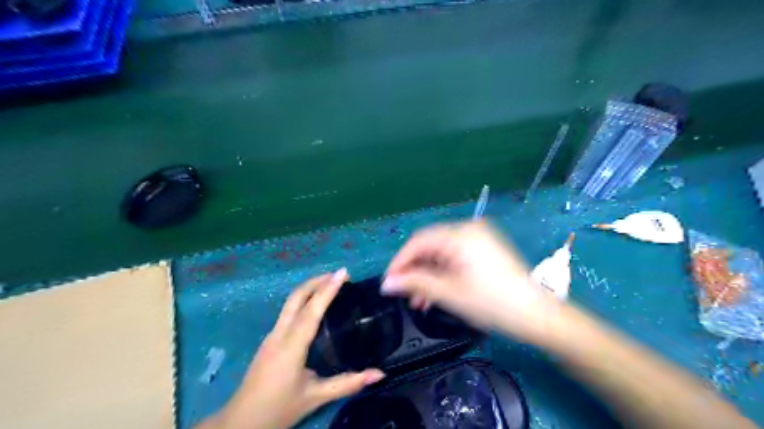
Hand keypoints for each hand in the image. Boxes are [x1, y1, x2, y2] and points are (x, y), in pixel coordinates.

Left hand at [199, 268, 384, 428]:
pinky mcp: (270, 339)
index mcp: (292, 346)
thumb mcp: (316, 397)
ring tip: (331, 284)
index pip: (312, 310)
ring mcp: (272, 335)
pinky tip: (315, 305)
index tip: (343, 273)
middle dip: (317, 281)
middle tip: (340, 275)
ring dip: (310, 288)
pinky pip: (288, 311)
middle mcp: (280, 334)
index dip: (328, 290)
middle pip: (296, 297)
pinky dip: (304, 300)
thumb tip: (380, 374)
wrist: (240, 422)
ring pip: (290, 302)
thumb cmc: (279, 409)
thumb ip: (348, 383)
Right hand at [385, 221, 559, 344]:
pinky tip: (436, 293)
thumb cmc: (493, 303)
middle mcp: (468, 229)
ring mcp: (478, 238)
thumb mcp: (449, 293)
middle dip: (414, 270)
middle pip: (430, 246)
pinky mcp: (484, 249)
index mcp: (460, 234)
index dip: (400, 262)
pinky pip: (454, 257)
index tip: (388, 282)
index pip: (419, 242)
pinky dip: (443, 273)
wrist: (538, 315)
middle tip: (403, 294)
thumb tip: (386, 283)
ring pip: (441, 254)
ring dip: (428, 275)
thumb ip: (415, 284)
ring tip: (419, 301)